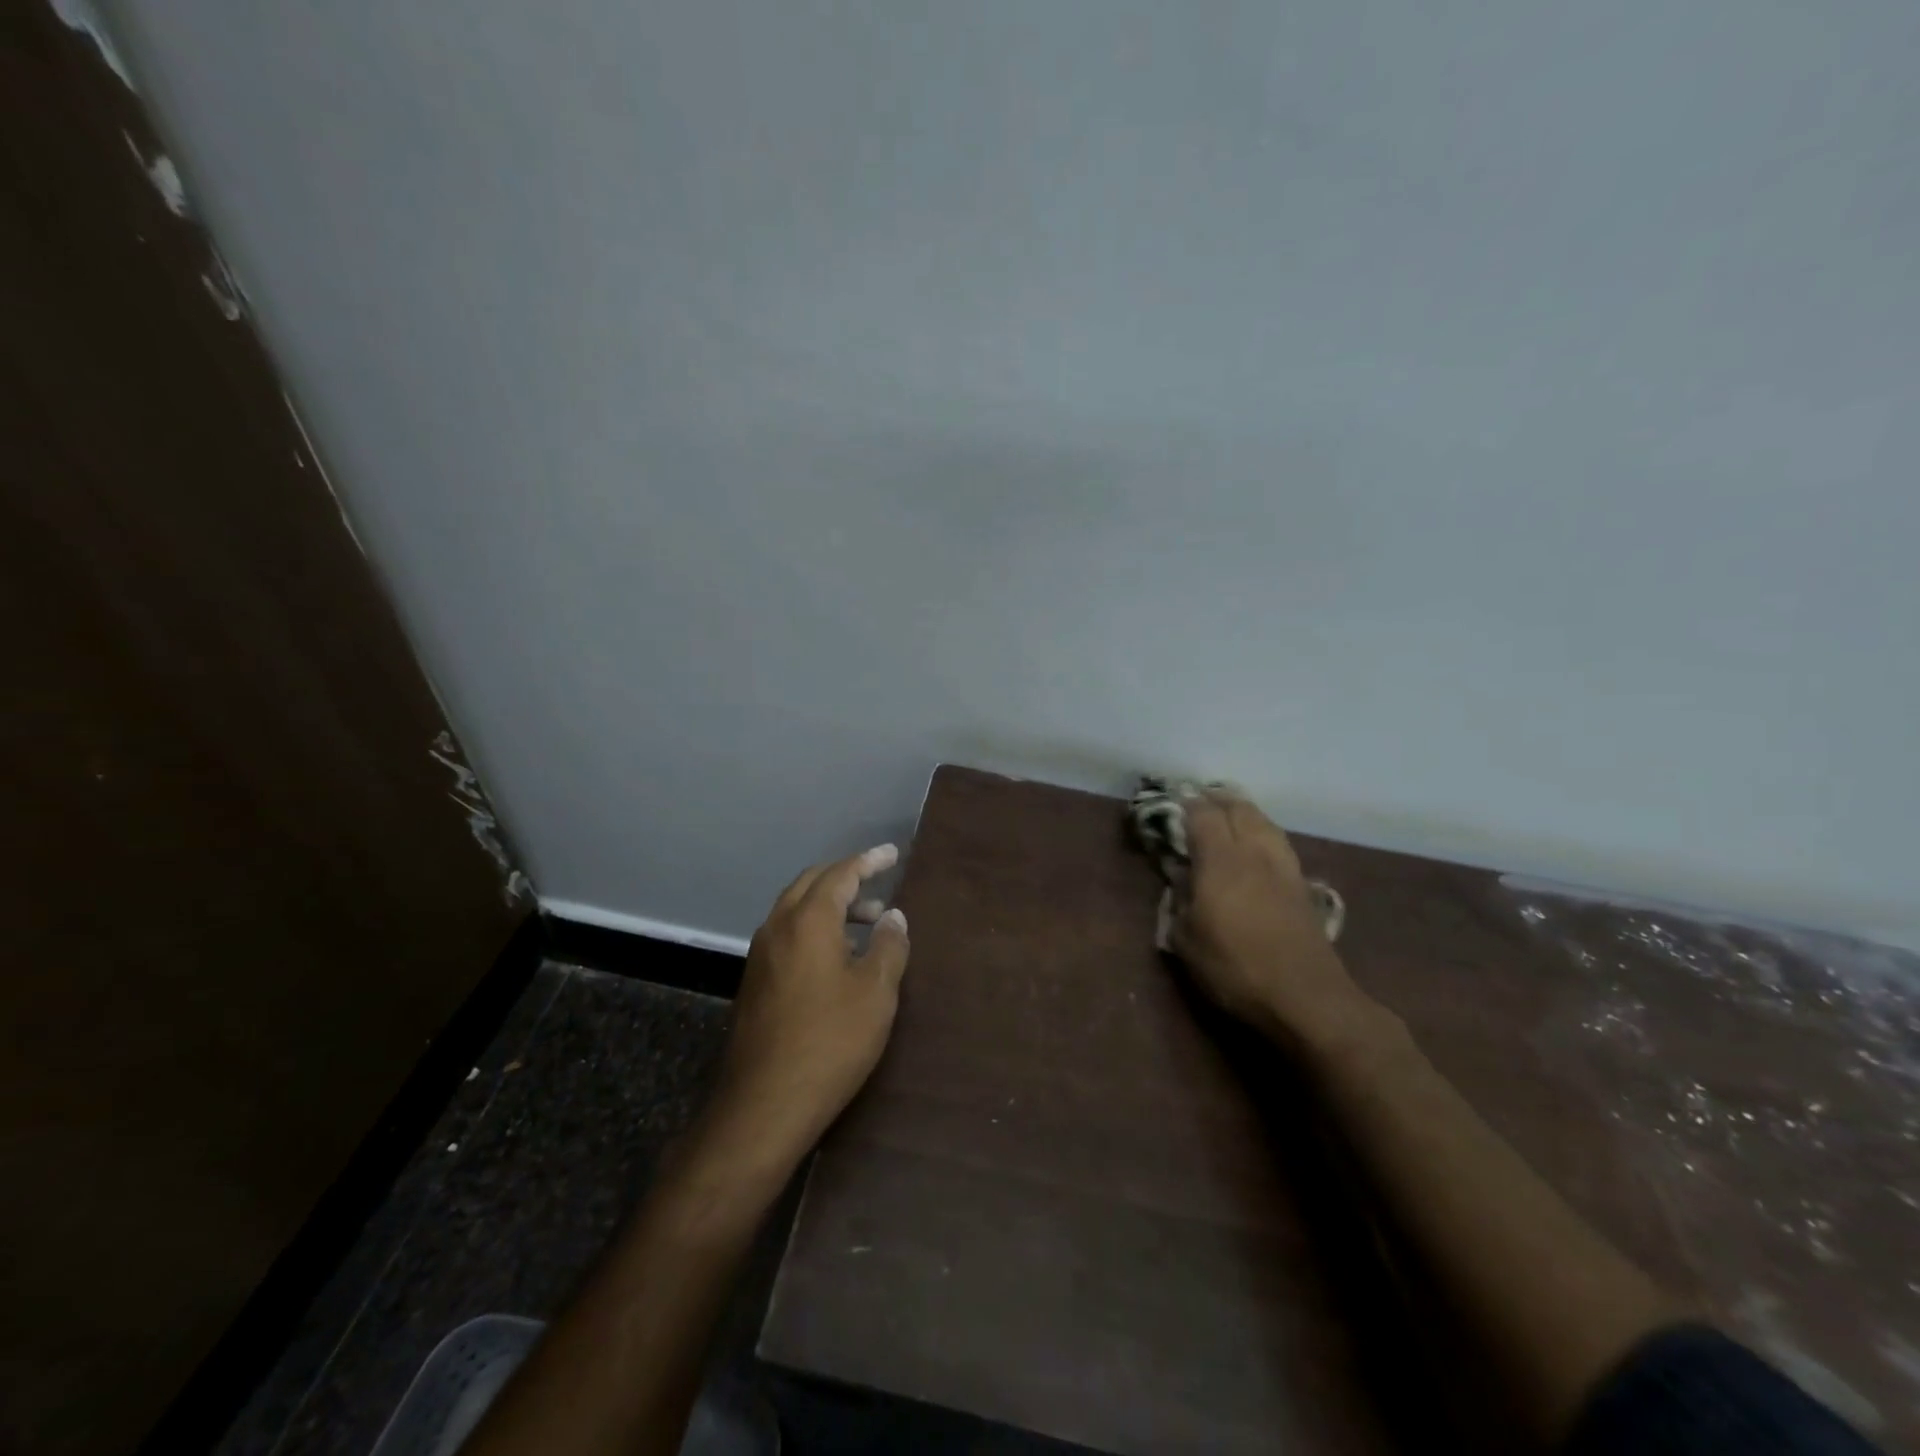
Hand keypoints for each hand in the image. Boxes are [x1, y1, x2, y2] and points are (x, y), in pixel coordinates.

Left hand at [707, 845, 911, 1162]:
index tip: (892, 853)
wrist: (763, 1105)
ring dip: (830, 905)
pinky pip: (788, 934)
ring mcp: (761, 954)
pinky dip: (815, 928)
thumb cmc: (829, 1042)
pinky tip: (837, 957)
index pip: (841, 874)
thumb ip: (889, 946)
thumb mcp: (875, 994)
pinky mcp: (754, 981)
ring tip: (868, 923)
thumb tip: (893, 916)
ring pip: (797, 909)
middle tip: (878, 883)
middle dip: (846, 878)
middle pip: (812, 883)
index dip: (869, 861)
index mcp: (808, 920)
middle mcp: (778, 926)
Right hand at [1170, 790, 1377, 1049]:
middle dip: (1217, 799)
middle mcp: (1254, 852)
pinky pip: (1278, 841)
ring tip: (1228, 814)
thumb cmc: (1236, 968)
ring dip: (1243, 811)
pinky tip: (1257, 844)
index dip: (1186, 804)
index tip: (1172, 801)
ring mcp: (1284, 867)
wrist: (1307, 998)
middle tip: (1199, 800)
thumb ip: (1178, 902)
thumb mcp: (1187, 941)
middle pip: (1239, 808)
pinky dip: (1262, 831)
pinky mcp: (1302, 885)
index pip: (1202, 815)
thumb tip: (1180, 880)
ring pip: (1264, 821)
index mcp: (1221, 861)